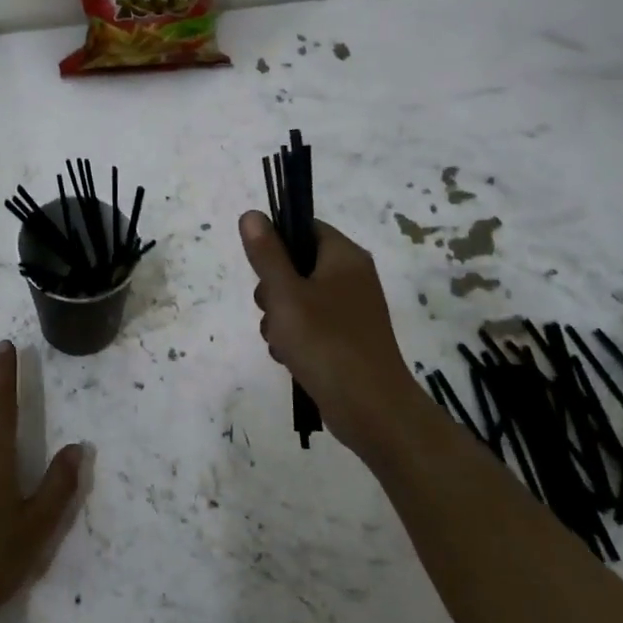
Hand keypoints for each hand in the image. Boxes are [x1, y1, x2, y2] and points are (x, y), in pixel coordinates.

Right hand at [239, 211, 426, 453]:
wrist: (370, 408)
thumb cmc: (325, 342)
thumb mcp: (285, 293)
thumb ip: (266, 254)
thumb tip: (252, 214)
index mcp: (344, 256)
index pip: (305, 228)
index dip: (277, 242)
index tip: (261, 269)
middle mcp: (352, 277)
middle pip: (297, 265)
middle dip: (273, 290)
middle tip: (273, 310)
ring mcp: (351, 309)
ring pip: (298, 299)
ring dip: (279, 318)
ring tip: (282, 342)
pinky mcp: (347, 338)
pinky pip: (310, 325)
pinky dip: (295, 338)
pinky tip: (290, 358)